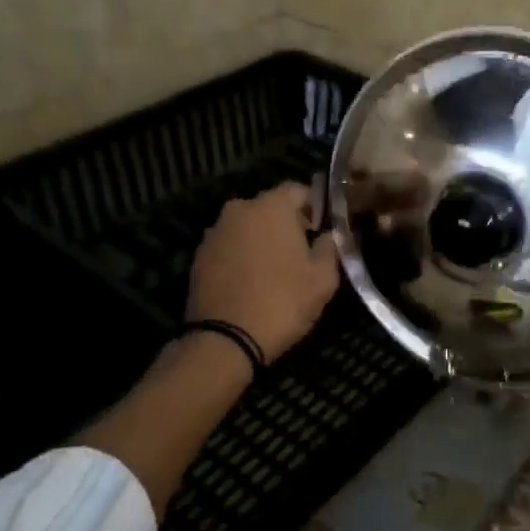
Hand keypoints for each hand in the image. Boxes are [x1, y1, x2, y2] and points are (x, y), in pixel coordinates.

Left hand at [187, 183, 341, 361]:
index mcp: (272, 206)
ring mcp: (215, 232)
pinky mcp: (198, 256)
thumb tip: (330, 235)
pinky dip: (241, 257)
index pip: (299, 190)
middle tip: (301, 253)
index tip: (322, 231)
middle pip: (270, 207)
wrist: (224, 340)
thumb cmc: (282, 302)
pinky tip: (250, 282)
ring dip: (261, 241)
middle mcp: (239, 209)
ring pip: (247, 227)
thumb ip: (331, 247)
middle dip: (287, 224)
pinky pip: (229, 247)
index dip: (315, 208)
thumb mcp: (323, 278)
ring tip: (274, 271)